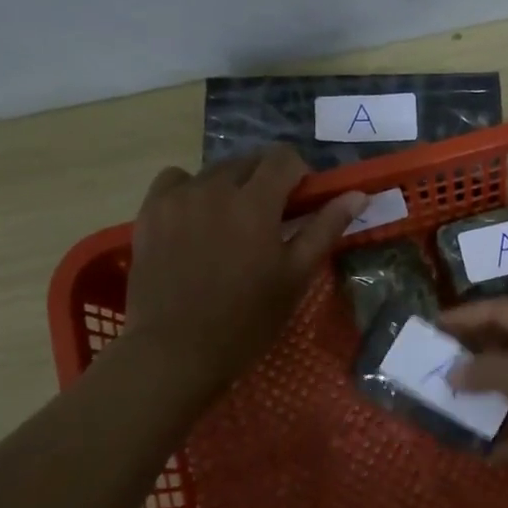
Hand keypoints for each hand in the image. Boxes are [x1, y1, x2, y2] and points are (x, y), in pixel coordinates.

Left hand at [117, 146, 365, 405]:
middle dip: (266, 180)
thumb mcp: (295, 276)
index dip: (299, 173)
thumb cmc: (246, 320)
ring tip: (231, 224)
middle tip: (270, 219)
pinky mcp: (150, 211)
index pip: (284, 157)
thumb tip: (357, 195)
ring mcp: (178, 197)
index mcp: (256, 202)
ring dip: (231, 186)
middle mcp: (215, 187)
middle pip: (249, 161)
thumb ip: (325, 228)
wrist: (175, 350)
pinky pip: (176, 181)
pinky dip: (191, 190)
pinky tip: (195, 219)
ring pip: (214, 171)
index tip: (301, 201)